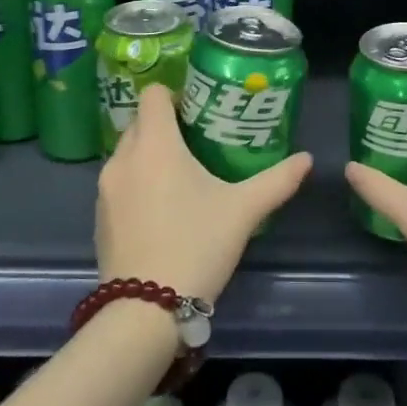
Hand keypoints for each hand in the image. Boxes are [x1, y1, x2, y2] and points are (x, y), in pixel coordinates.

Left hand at [95, 84, 312, 304]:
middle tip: (199, 143)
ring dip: (151, 156)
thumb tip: (307, 159)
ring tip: (183, 176)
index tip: (199, 111)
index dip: (176, 95)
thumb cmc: (196, 245)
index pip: (154, 94)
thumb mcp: (243, 211)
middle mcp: (123, 158)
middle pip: (141, 122)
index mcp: (155, 144)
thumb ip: (277, 180)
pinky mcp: (99, 217)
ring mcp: (105, 189)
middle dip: (166, 126)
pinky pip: (120, 183)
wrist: (145, 311)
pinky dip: (138, 184)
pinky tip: (162, 211)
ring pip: (129, 154)